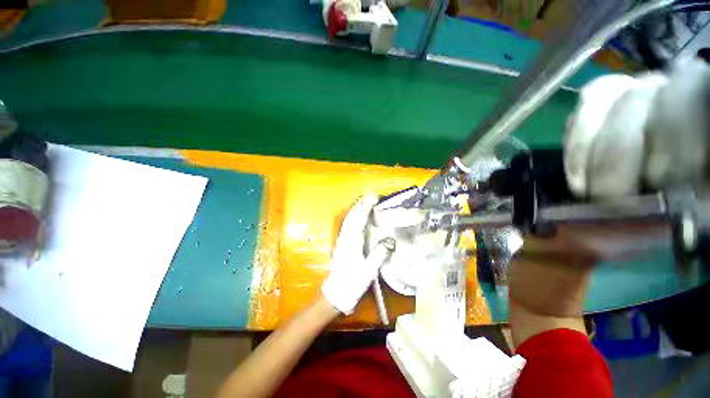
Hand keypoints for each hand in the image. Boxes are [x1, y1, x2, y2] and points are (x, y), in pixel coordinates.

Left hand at [321, 195, 381, 314]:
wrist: (337, 293)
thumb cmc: (353, 282)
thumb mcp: (368, 270)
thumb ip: (379, 254)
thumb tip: (391, 239)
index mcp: (352, 241)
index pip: (359, 218)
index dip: (366, 206)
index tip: (374, 197)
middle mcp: (345, 237)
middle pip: (352, 215)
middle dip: (361, 204)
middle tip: (371, 196)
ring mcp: (342, 239)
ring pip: (348, 219)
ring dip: (356, 208)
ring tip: (365, 201)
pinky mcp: (342, 243)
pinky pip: (348, 224)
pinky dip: (353, 216)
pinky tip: (357, 216)